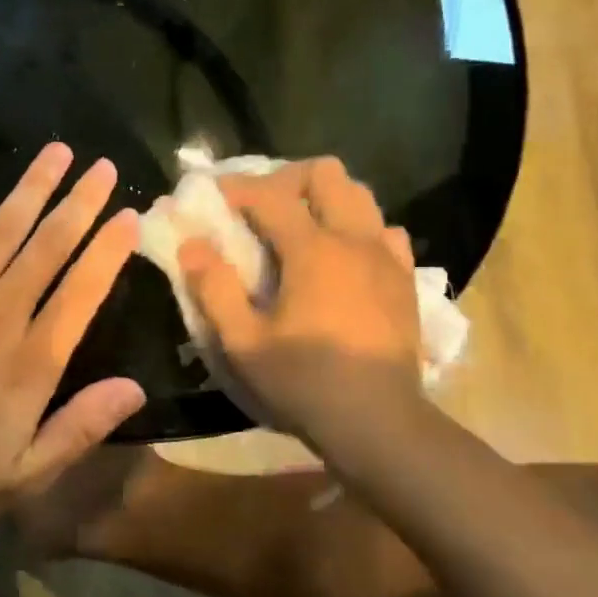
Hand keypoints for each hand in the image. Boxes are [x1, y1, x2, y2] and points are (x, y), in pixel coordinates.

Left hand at [0, 139, 145, 508]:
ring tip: (58, 150)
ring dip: (32, 186)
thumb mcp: (27, 470)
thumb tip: (135, 389)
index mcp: (33, 358)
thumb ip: (81, 427)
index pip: (82, 292)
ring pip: (3, 228)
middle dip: (80, 203)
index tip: (130, 216)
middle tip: (103, 166)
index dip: (109, 252)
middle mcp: (2, 314)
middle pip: (49, 247)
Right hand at [179, 157, 425, 446]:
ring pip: (360, 195)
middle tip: (262, 206)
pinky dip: (359, 229)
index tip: (214, 194)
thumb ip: (214, 288)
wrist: (379, 423)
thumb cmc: (305, 383)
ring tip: (301, 226)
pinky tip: (343, 257)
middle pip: (325, 173)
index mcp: (313, 249)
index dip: (237, 186)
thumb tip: (192, 244)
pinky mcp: (405, 279)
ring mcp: (386, 257)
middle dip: (287, 178)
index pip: (270, 194)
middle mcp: (354, 239)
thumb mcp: (244, 343)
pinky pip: (384, 231)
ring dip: (325, 198)